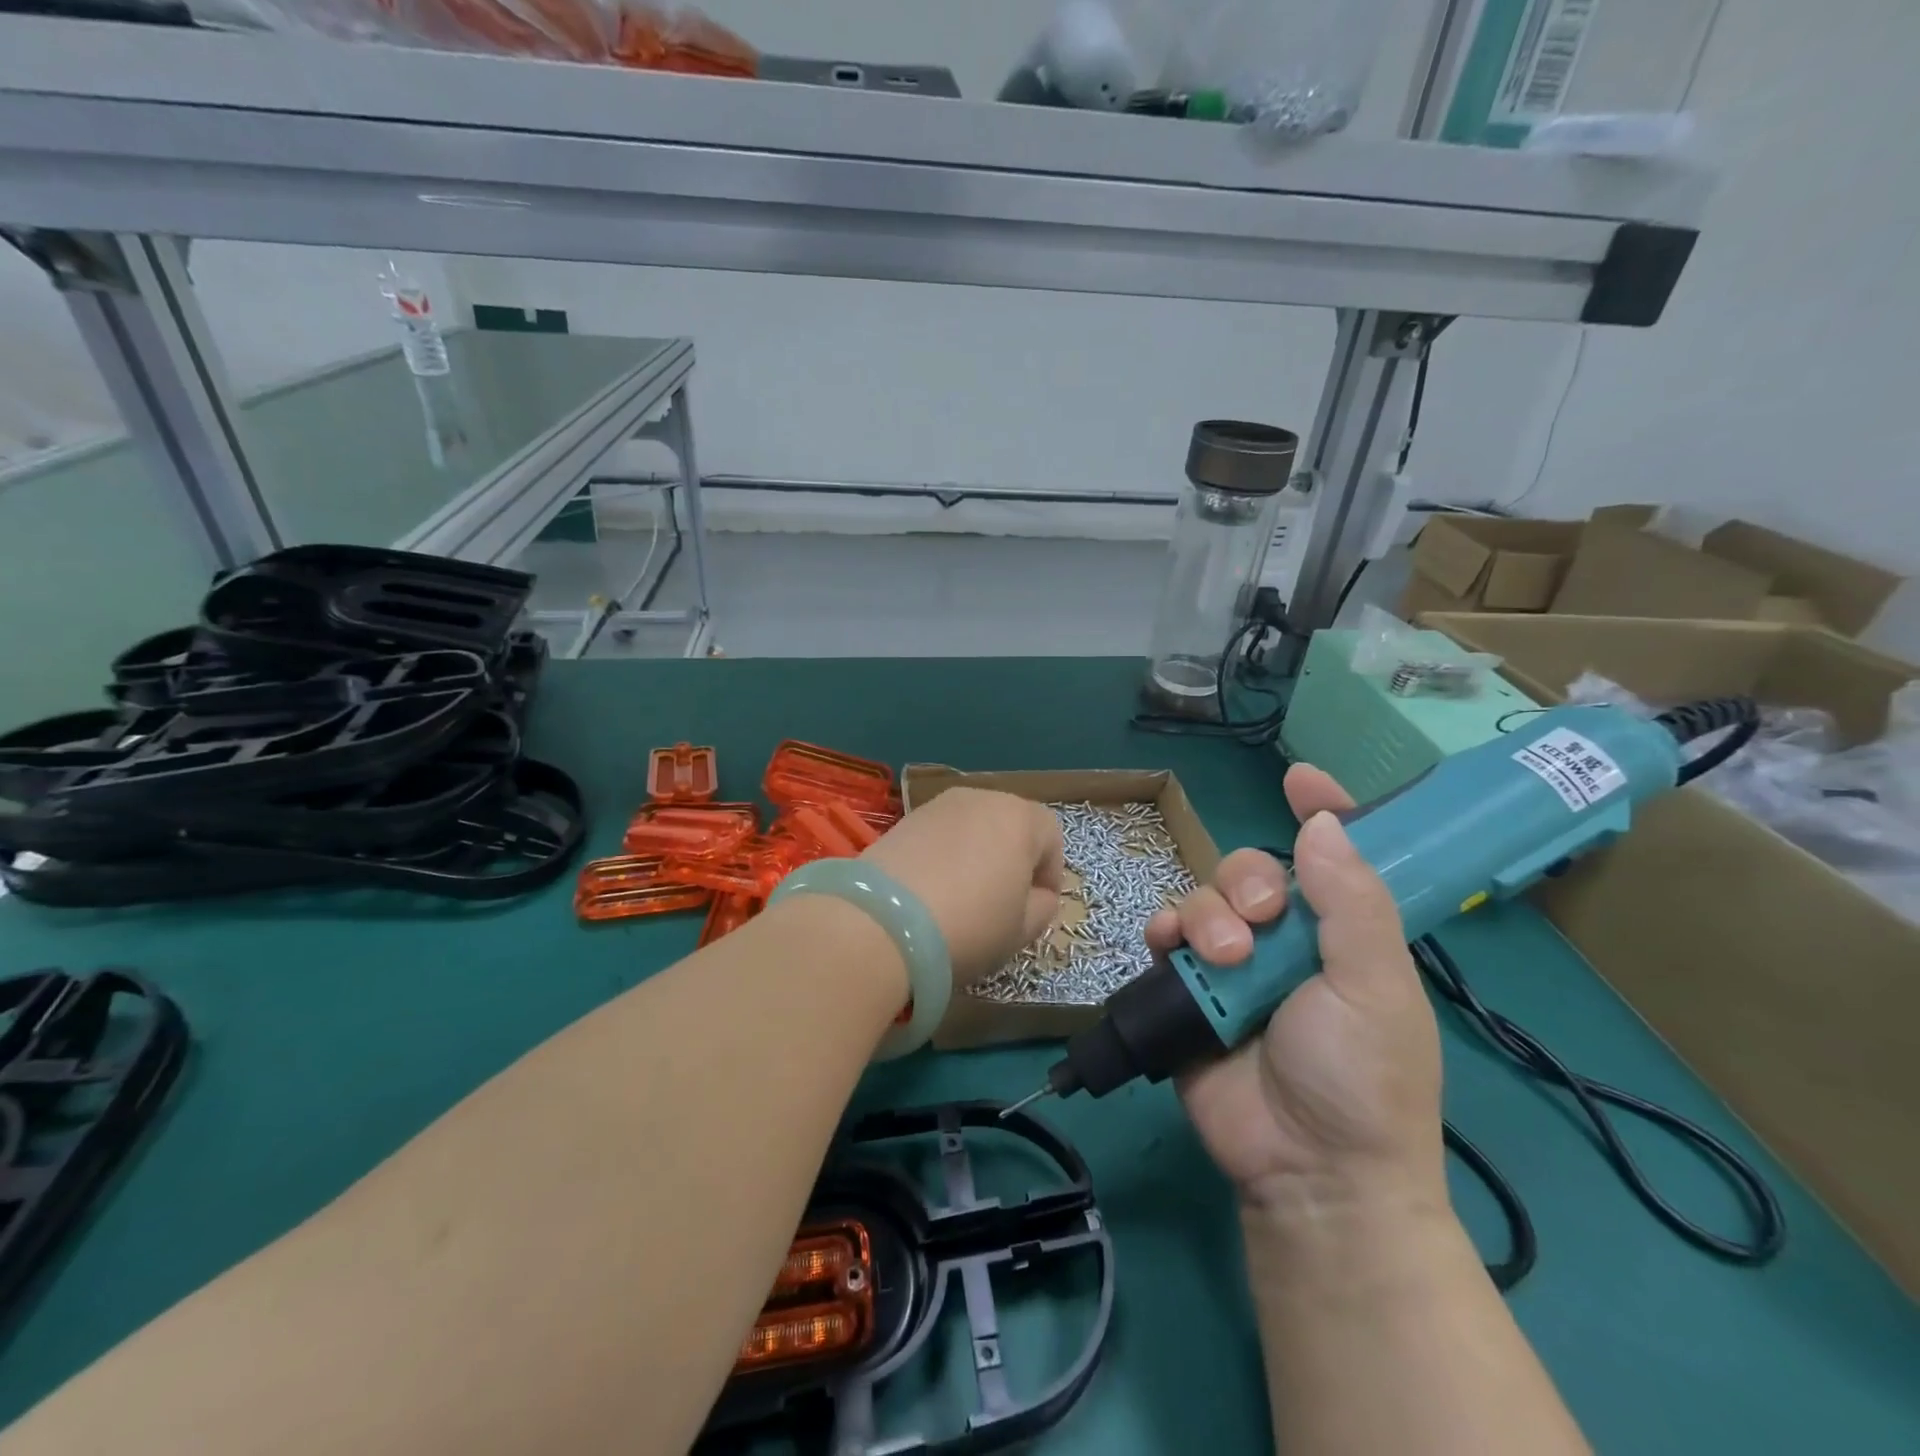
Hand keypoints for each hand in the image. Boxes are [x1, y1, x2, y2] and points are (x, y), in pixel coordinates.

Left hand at [863, 788, 1064, 985]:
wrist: (884, 921)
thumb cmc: (971, 924)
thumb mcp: (1021, 930)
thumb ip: (1042, 907)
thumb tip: (1038, 896)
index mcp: (1020, 818)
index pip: (1051, 837)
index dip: (1050, 873)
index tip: (1038, 905)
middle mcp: (982, 798)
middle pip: (1009, 824)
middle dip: (1012, 858)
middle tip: (1002, 900)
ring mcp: (938, 805)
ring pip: (972, 827)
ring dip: (976, 854)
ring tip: (964, 895)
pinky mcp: (904, 819)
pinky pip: (939, 835)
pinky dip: (943, 855)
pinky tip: (932, 889)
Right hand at [1146, 764, 1444, 1213]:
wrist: (1308, 1172)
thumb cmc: (1361, 1078)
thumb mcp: (1374, 988)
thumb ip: (1351, 903)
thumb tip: (1324, 823)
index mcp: (1343, 934)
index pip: (1334, 857)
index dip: (1322, 812)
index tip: (1299, 778)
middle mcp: (1286, 941)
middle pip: (1250, 871)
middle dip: (1245, 881)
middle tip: (1256, 922)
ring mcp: (1232, 966)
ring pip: (1203, 899)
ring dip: (1206, 916)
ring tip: (1223, 960)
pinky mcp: (1188, 991)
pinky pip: (1165, 938)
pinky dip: (1164, 933)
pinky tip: (1169, 947)